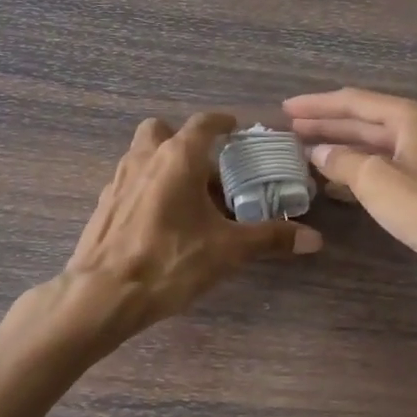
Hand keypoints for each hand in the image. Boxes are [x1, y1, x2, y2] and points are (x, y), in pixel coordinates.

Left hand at [63, 112, 322, 340]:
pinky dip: (148, 187)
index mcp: (178, 157)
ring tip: (188, 196)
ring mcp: (119, 179)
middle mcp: (145, 158)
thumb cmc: (169, 261)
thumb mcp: (227, 251)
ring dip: (164, 163)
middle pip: (163, 130)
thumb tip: (314, 239)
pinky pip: (131, 181)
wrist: (102, 294)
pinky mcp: (104, 204)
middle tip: (207, 168)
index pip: (203, 123)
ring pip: (143, 154)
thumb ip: (269, 238)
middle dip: (184, 140)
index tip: (236, 129)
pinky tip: (162, 220)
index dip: (222, 122)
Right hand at [283, 88, 416, 304]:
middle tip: (289, 130)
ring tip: (304, 151)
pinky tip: (334, 180)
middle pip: (363, 120)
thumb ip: (343, 161)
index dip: (317, 105)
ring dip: (339, 147)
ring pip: (372, 144)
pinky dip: (356, 169)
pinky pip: (383, 166)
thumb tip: (318, 152)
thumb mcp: (377, 181)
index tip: (286, 109)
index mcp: (410, 117)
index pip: (354, 101)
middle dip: (326, 124)